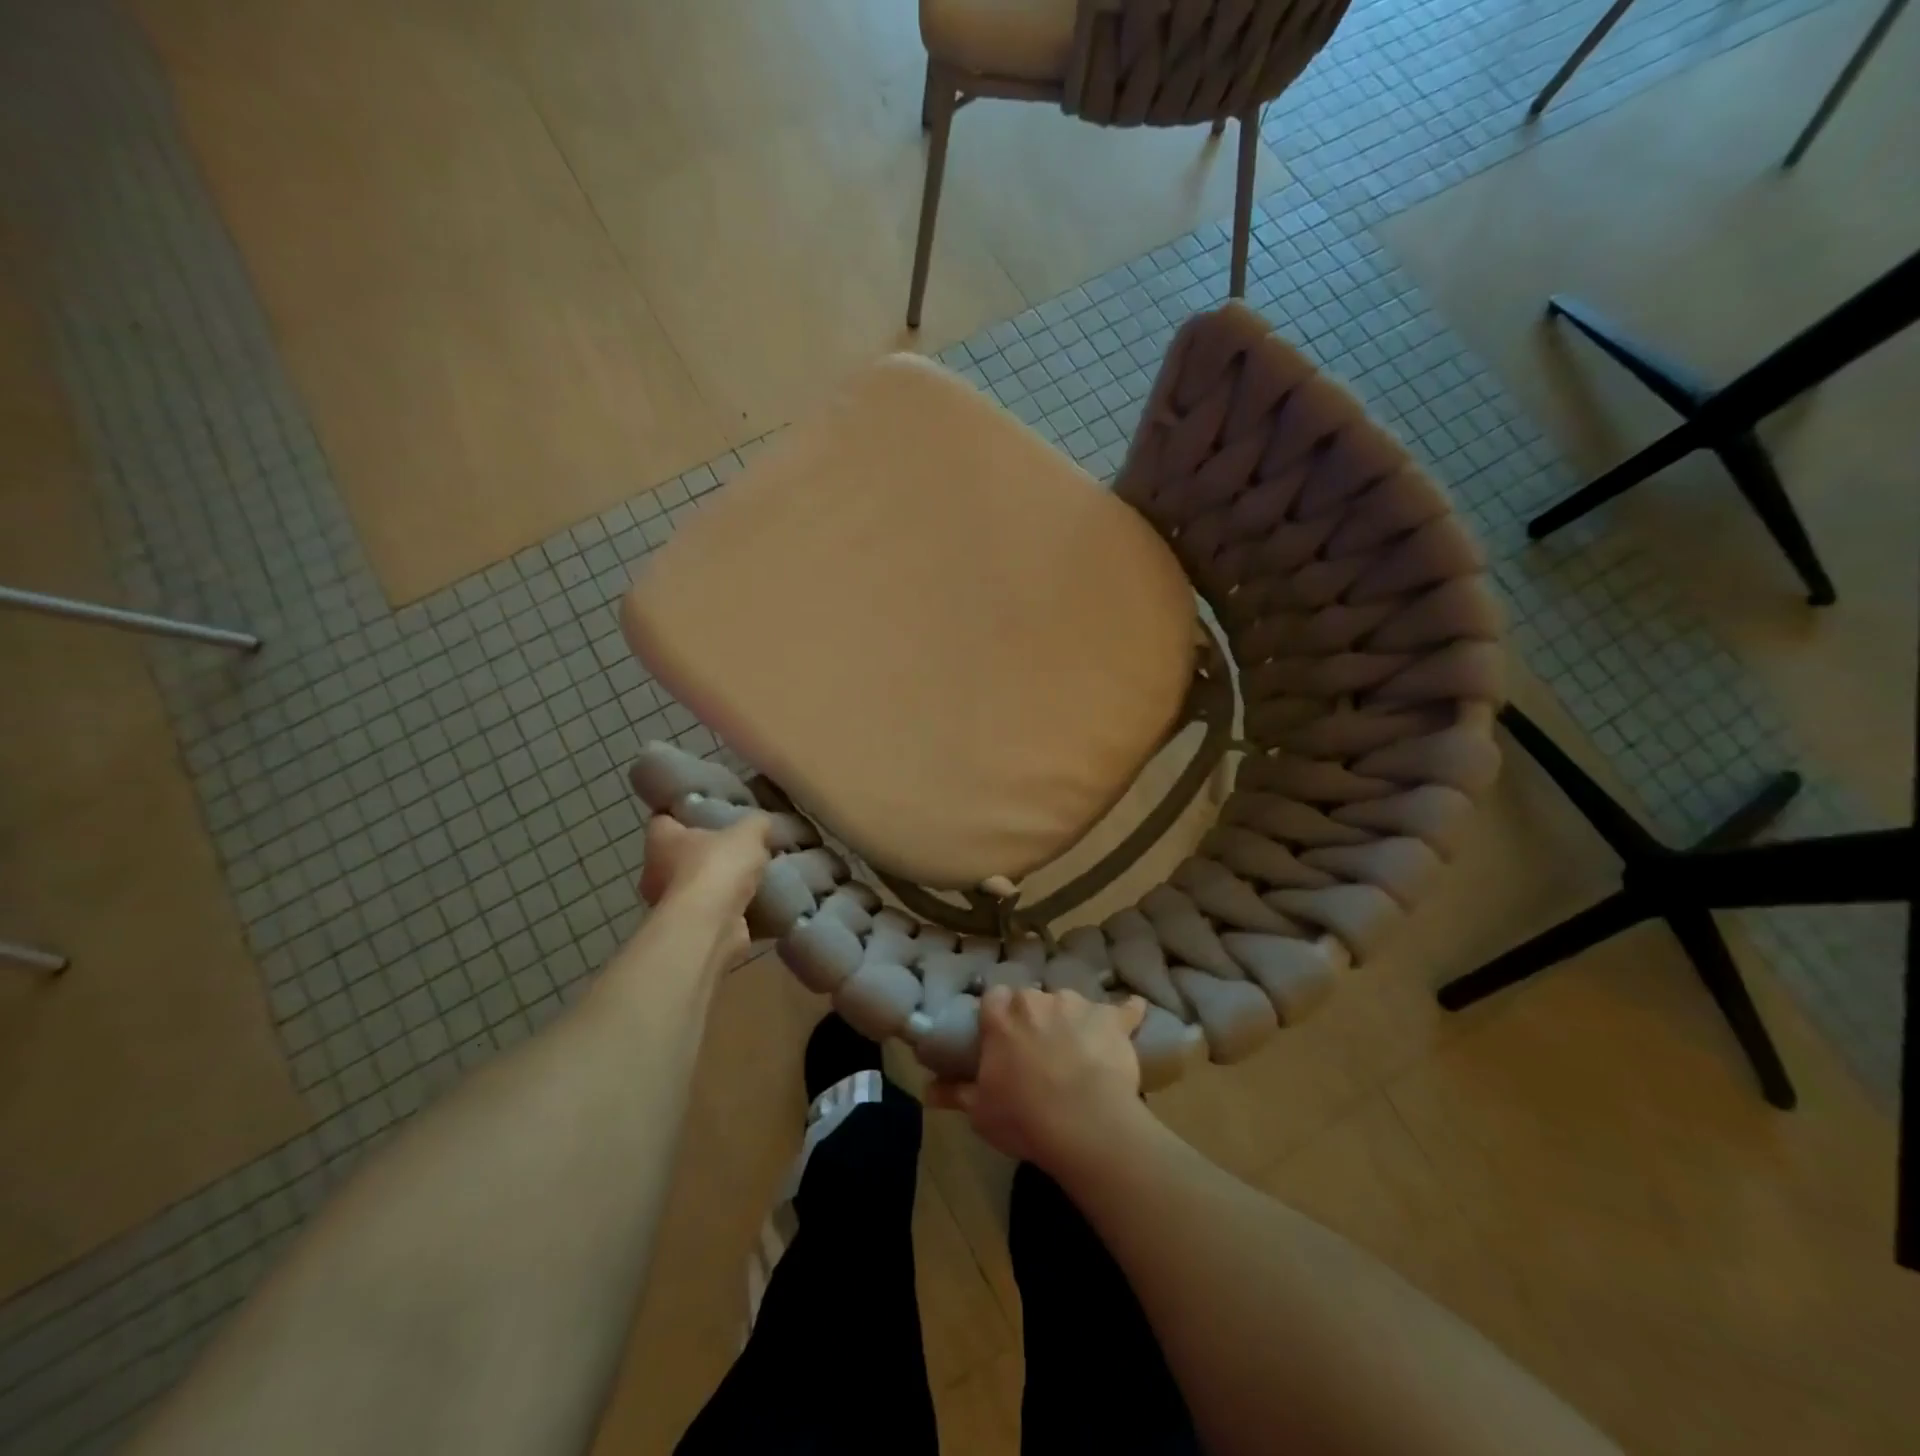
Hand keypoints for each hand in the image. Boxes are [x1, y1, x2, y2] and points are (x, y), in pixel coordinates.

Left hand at [637, 812, 770, 967]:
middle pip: (680, 854)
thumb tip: (766, 823)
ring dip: (720, 884)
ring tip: (755, 874)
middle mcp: (656, 872)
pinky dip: (732, 909)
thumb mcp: (748, 832)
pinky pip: (714, 913)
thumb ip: (758, 823)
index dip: (684, 812)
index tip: (709, 809)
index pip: (664, 818)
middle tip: (740, 843)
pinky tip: (759, 901)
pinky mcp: (691, 929)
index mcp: (660, 840)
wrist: (711, 926)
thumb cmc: (717, 867)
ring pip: (697, 886)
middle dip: (707, 851)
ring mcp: (671, 905)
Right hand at [930, 986, 1148, 1177]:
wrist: (1085, 1124)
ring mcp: (1077, 1005)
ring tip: (1078, 1051)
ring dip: (1071, 1020)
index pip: (994, 999)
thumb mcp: (980, 1111)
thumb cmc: (1024, 1117)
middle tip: (1038, 1050)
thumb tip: (926, 1089)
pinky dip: (1128, 1011)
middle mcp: (1037, 1000)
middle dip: (1034, 1018)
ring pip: (1070, 1004)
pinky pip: (1124, 1008)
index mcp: (1002, 1016)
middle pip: (1032, 999)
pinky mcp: (1112, 1019)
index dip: (998, 1017)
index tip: (1001, 1038)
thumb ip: (955, 1092)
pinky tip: (1135, 1010)